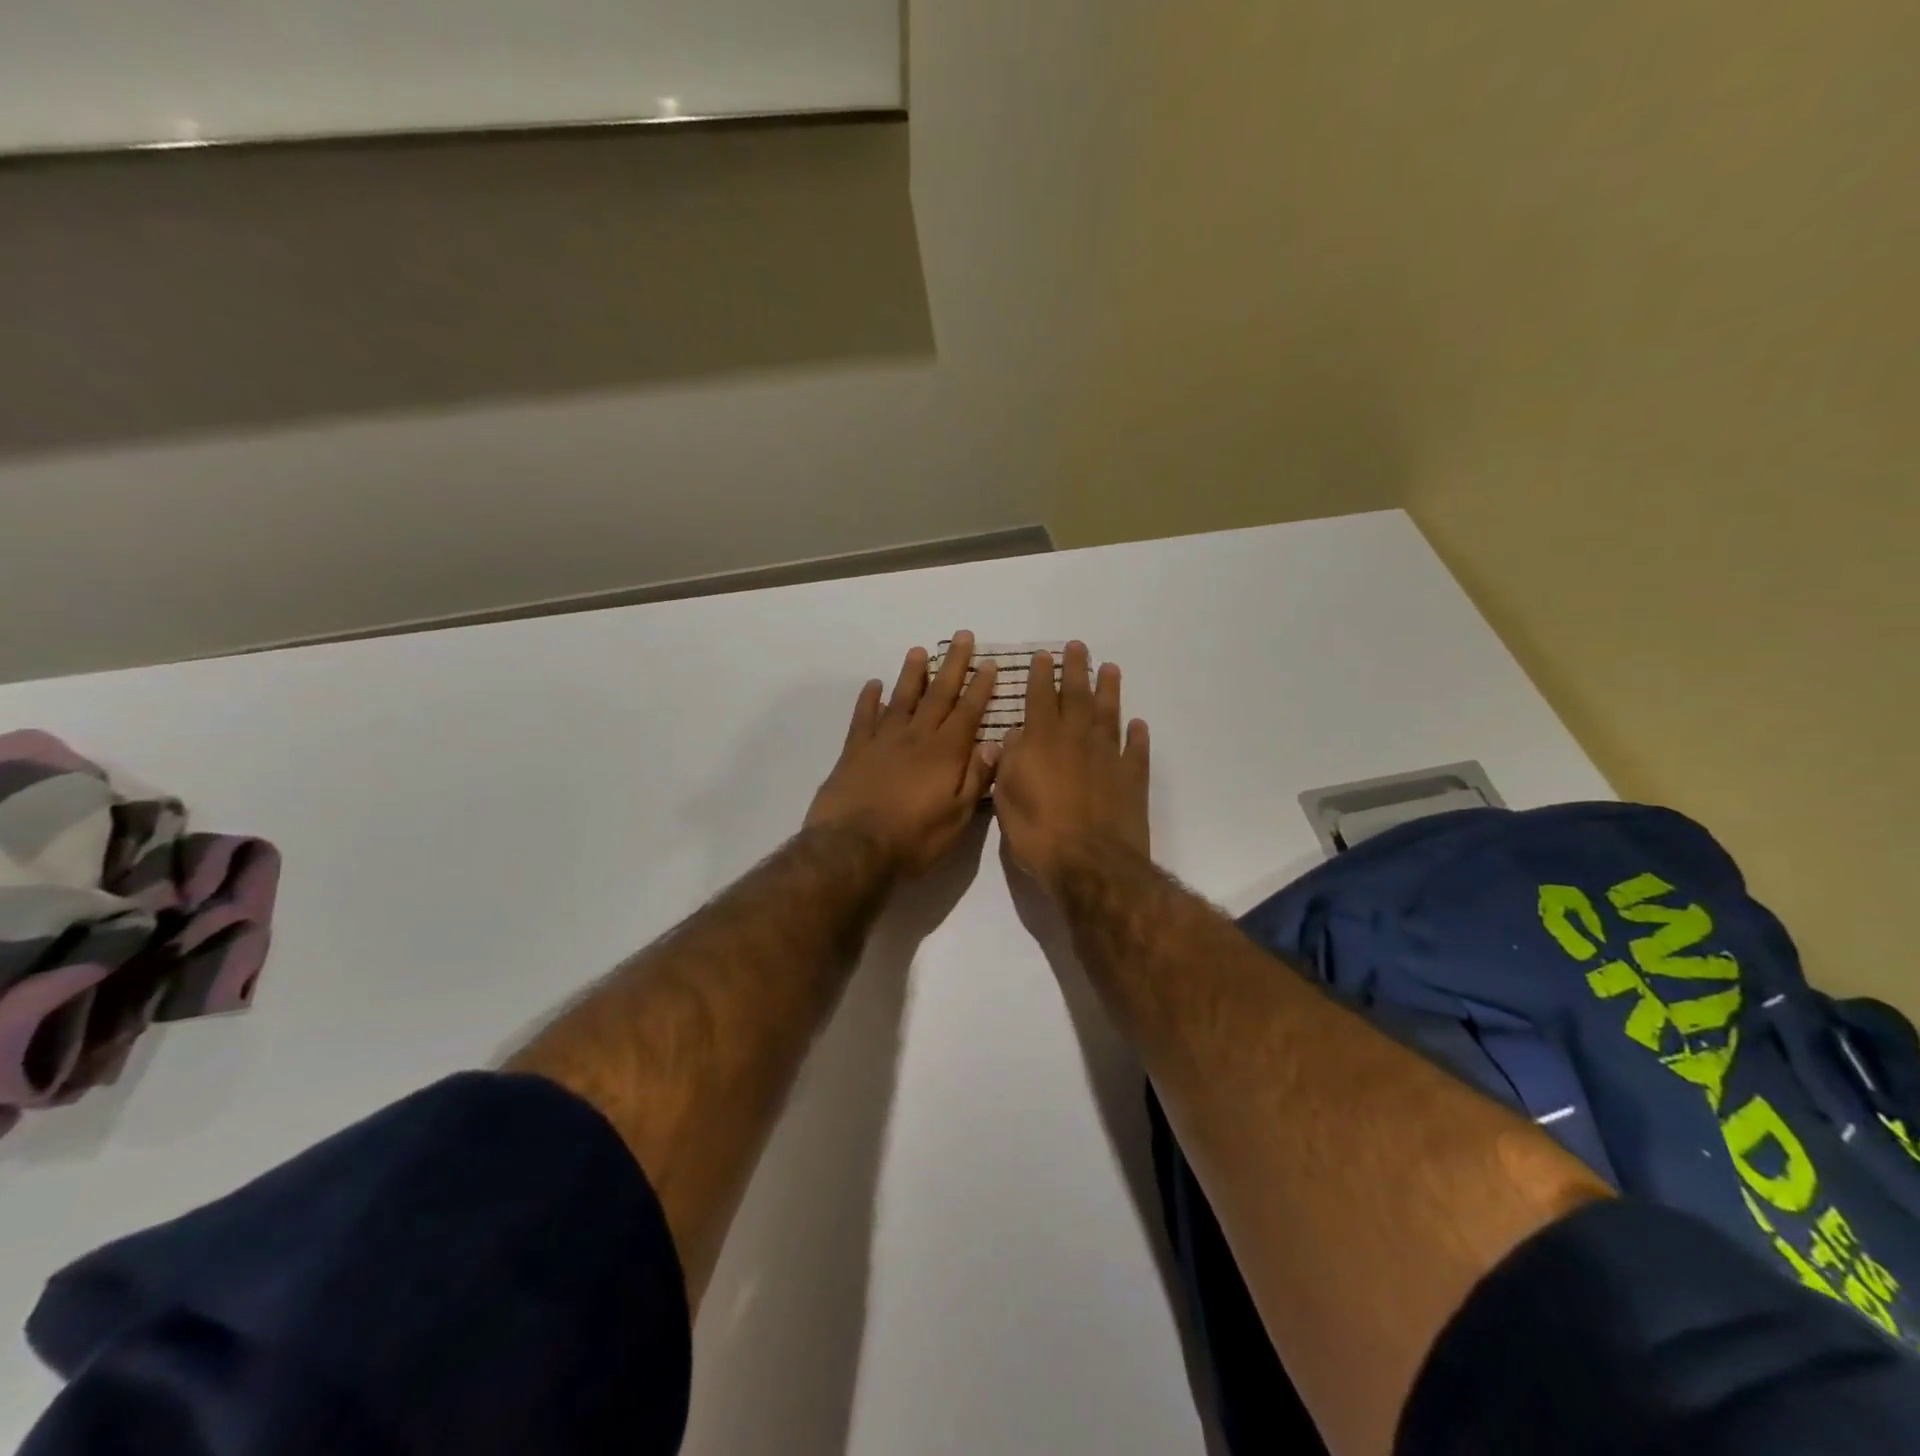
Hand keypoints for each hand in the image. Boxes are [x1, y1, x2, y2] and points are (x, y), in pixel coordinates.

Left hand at [806, 632, 1000, 874]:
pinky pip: (864, 717)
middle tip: (962, 636)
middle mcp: (916, 738)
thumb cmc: (913, 838)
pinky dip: (869, 699)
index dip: (980, 687)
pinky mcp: (854, 751)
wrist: (853, 848)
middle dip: (953, 665)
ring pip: (902, 698)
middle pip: (938, 694)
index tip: (988, 663)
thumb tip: (995, 744)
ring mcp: (883, 741)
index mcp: (945, 753)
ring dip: (913, 673)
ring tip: (920, 650)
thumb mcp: (957, 818)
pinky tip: (874, 684)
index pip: (968, 712)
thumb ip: (976, 778)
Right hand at [993, 641, 1149, 895]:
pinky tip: (1138, 724)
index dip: (1041, 675)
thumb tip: (1014, 736)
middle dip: (1076, 669)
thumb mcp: (1006, 797)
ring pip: (1109, 713)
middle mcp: (1077, 738)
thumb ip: (1008, 762)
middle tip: (1079, 647)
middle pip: (1078, 695)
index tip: (1044, 655)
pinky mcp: (1132, 777)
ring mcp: (1109, 755)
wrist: (1090, 863)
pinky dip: (1137, 734)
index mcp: (1042, 740)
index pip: (1040, 697)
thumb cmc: (1038, 833)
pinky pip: (1136, 749)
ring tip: (1111, 669)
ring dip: (1109, 690)